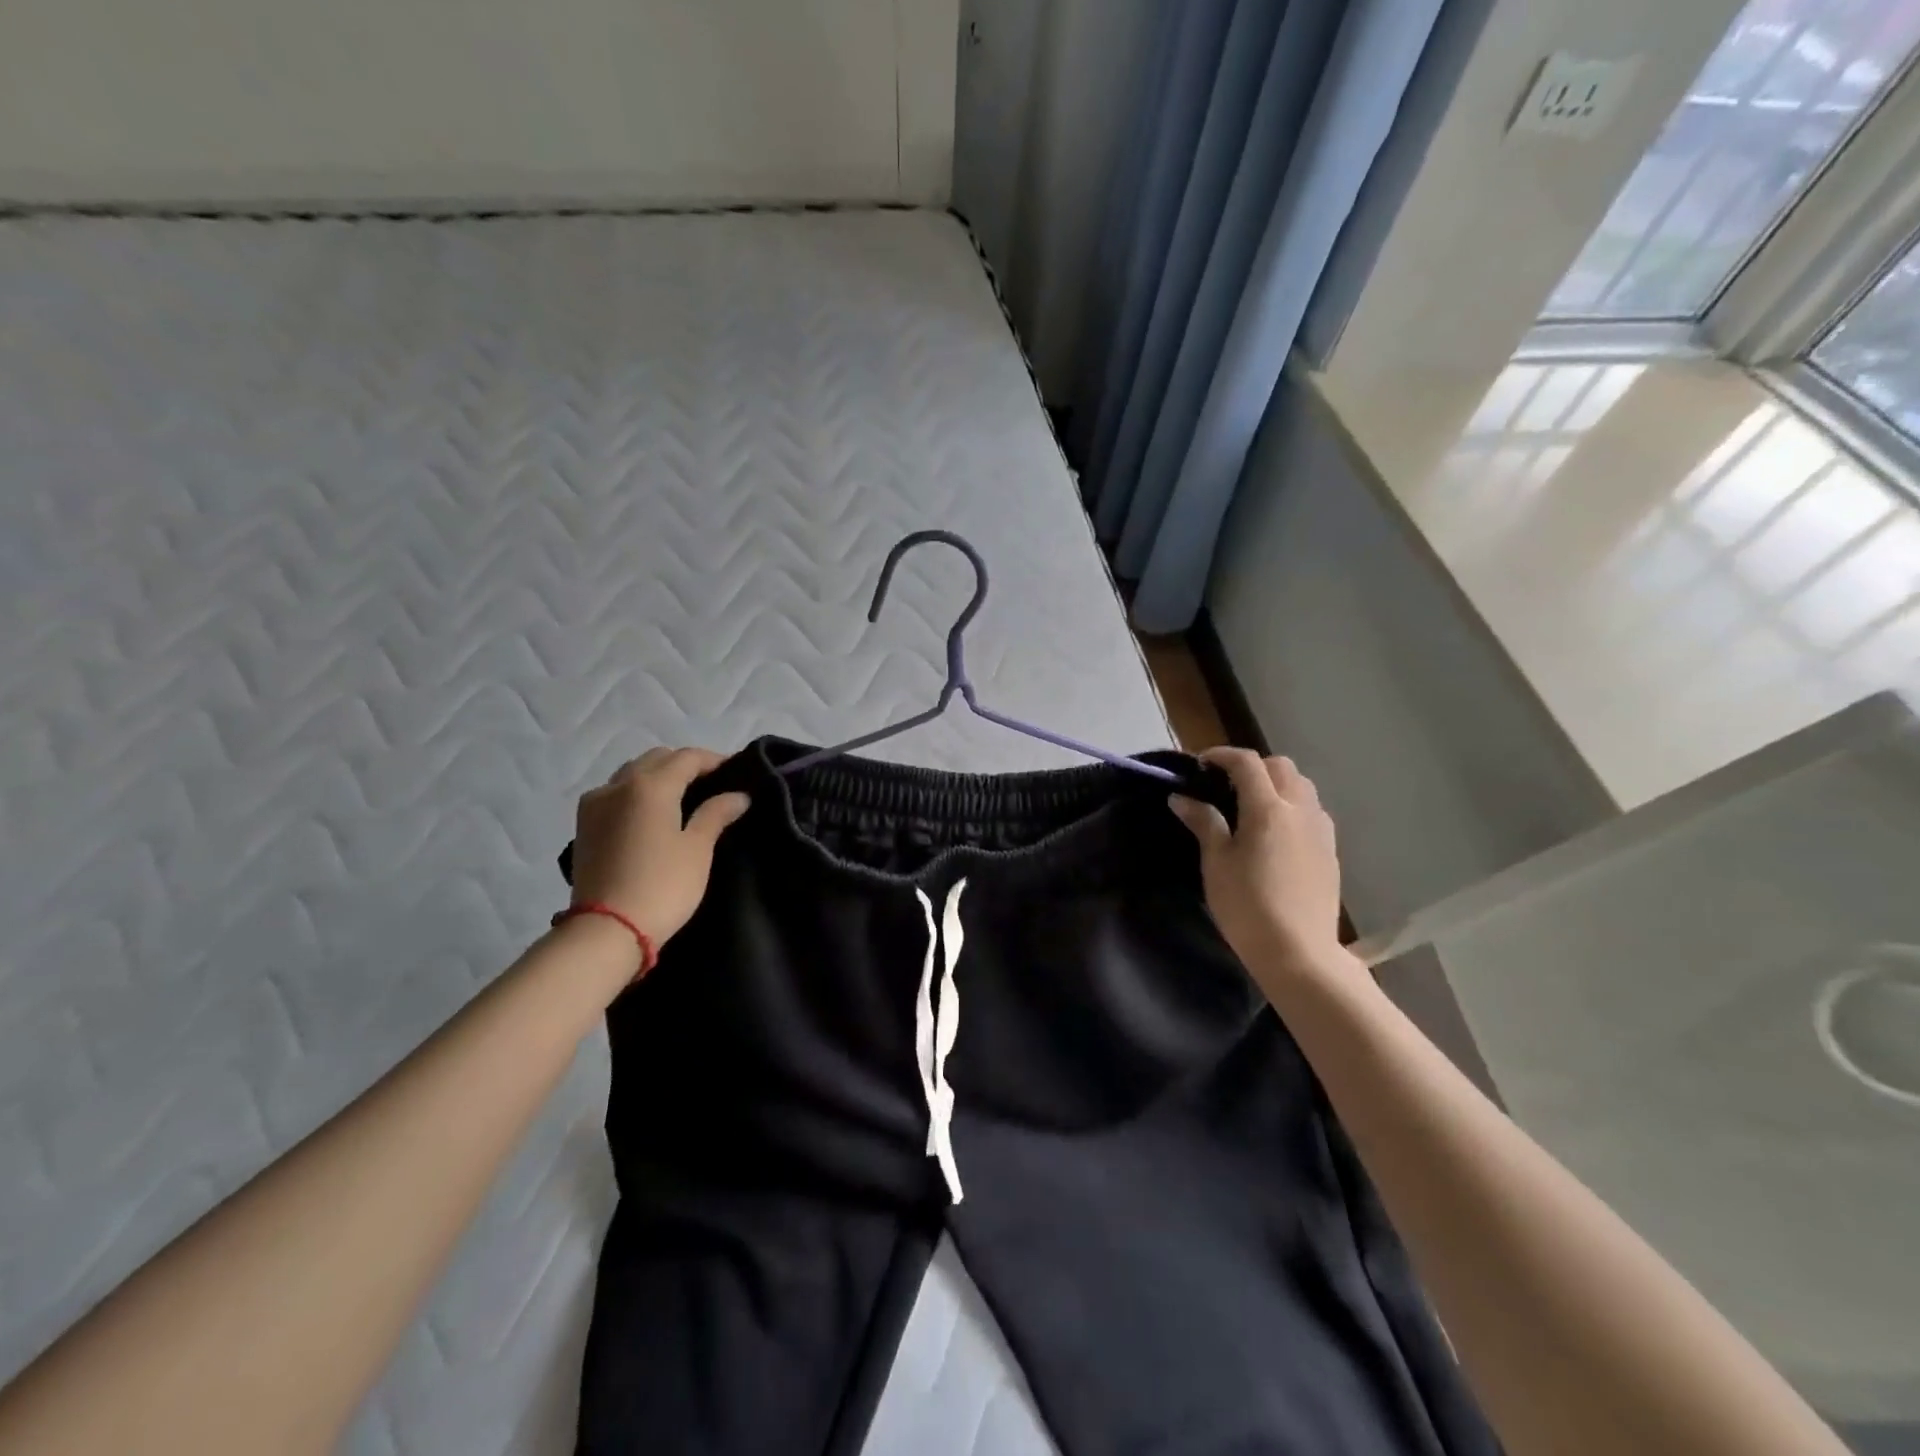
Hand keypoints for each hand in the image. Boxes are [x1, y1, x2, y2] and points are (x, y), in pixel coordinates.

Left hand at [568, 747, 750, 945]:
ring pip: (632, 773)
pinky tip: (650, 813)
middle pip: (657, 759)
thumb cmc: (662, 886)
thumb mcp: (697, 849)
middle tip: (710, 783)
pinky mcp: (583, 825)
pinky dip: (636, 792)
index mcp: (650, 785)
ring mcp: (595, 804)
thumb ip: (716, 814)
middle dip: (684, 764)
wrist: (606, 930)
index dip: (713, 759)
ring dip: (658, 775)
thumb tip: (738, 795)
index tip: (735, 770)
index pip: (687, 757)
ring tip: (681, 796)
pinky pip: (615, 792)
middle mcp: (618, 785)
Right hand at [1169, 748, 1350, 1000]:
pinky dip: (1292, 806)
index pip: (1247, 763)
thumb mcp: (1216, 863)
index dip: (1221, 756)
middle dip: (1252, 766)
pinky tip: (1275, 833)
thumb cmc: (1247, 906)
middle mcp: (1300, 809)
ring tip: (1251, 806)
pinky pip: (1312, 811)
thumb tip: (1182, 798)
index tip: (1200, 765)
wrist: (1298, 953)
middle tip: (1225, 786)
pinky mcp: (1331, 850)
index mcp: (1268, 808)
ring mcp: (1320, 829)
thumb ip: (1203, 823)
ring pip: (1302, 786)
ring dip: (1276, 783)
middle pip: (1280, 766)